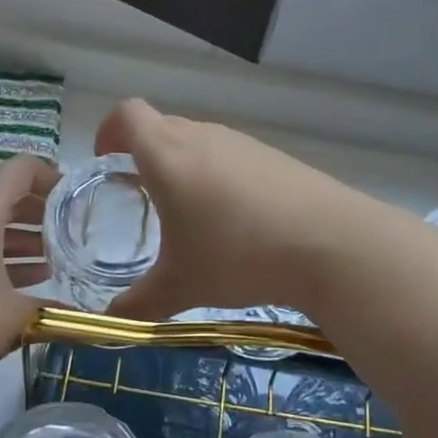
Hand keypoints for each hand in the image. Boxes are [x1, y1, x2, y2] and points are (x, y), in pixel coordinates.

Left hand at [0, 155, 57, 405]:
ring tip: (50, 262)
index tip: (75, 200)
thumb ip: (50, 308)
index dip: (51, 177)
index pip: (19, 170)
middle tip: (68, 234)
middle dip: (38, 212)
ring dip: (17, 237)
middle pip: (2, 196)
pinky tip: (16, 285)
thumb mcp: (14, 317)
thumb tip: (77, 315)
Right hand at [94, 99, 368, 319]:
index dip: (109, 132)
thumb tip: (109, 322)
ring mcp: (242, 143)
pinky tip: (236, 222)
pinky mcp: (273, 156)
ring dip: (183, 168)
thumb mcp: (181, 286)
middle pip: (160, 127)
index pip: (126, 115)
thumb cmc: (238, 254)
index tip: (106, 164)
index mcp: (167, 154)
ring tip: (190, 217)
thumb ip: (138, 303)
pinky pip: (230, 157)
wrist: (330, 243)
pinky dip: (219, 178)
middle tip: (142, 199)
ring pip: (197, 143)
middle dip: (143, 156)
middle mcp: (202, 136)